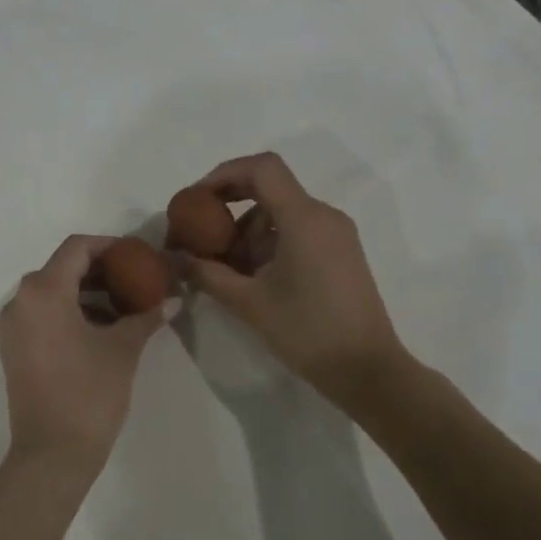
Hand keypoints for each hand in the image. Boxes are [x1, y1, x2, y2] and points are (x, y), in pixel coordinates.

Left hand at [0, 235, 169, 469]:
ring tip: (123, 306)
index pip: (76, 248)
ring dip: (85, 293)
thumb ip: (146, 317)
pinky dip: (69, 312)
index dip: (109, 246)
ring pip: (51, 293)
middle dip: (99, 270)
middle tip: (135, 279)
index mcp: (43, 291)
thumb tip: (174, 299)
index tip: (136, 255)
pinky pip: (41, 315)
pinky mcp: (13, 349)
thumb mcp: (123, 349)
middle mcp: (20, 301)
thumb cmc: (89, 393)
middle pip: (62, 268)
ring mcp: (12, 327)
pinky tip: (100, 329)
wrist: (52, 453)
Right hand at [180, 152, 411, 409]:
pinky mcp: (339, 253)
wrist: (366, 370)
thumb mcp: (249, 303)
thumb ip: (207, 274)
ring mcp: (335, 234)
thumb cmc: (308, 332)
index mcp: (304, 218)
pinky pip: (296, 231)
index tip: (196, 200)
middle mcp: (323, 216)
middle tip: (199, 232)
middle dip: (229, 205)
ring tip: (222, 267)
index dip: (223, 174)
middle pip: (268, 188)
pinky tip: (250, 276)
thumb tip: (174, 258)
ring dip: (246, 230)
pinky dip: (267, 243)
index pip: (261, 168)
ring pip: (280, 213)